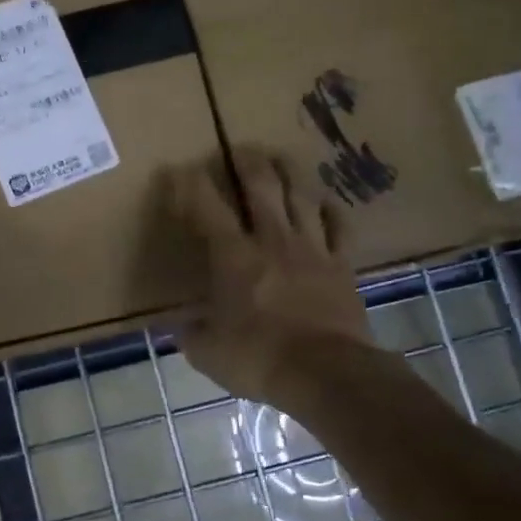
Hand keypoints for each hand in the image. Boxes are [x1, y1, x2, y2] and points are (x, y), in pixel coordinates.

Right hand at [168, 151, 372, 403]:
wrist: (327, 373)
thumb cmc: (259, 358)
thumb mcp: (208, 353)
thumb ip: (191, 334)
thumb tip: (179, 326)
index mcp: (234, 256)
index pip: (207, 208)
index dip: (192, 185)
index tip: (180, 170)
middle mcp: (272, 240)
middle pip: (261, 187)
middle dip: (248, 162)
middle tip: (242, 147)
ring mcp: (312, 249)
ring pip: (301, 197)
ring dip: (290, 173)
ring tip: (282, 156)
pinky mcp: (342, 265)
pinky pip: (340, 228)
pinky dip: (332, 211)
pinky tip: (326, 202)